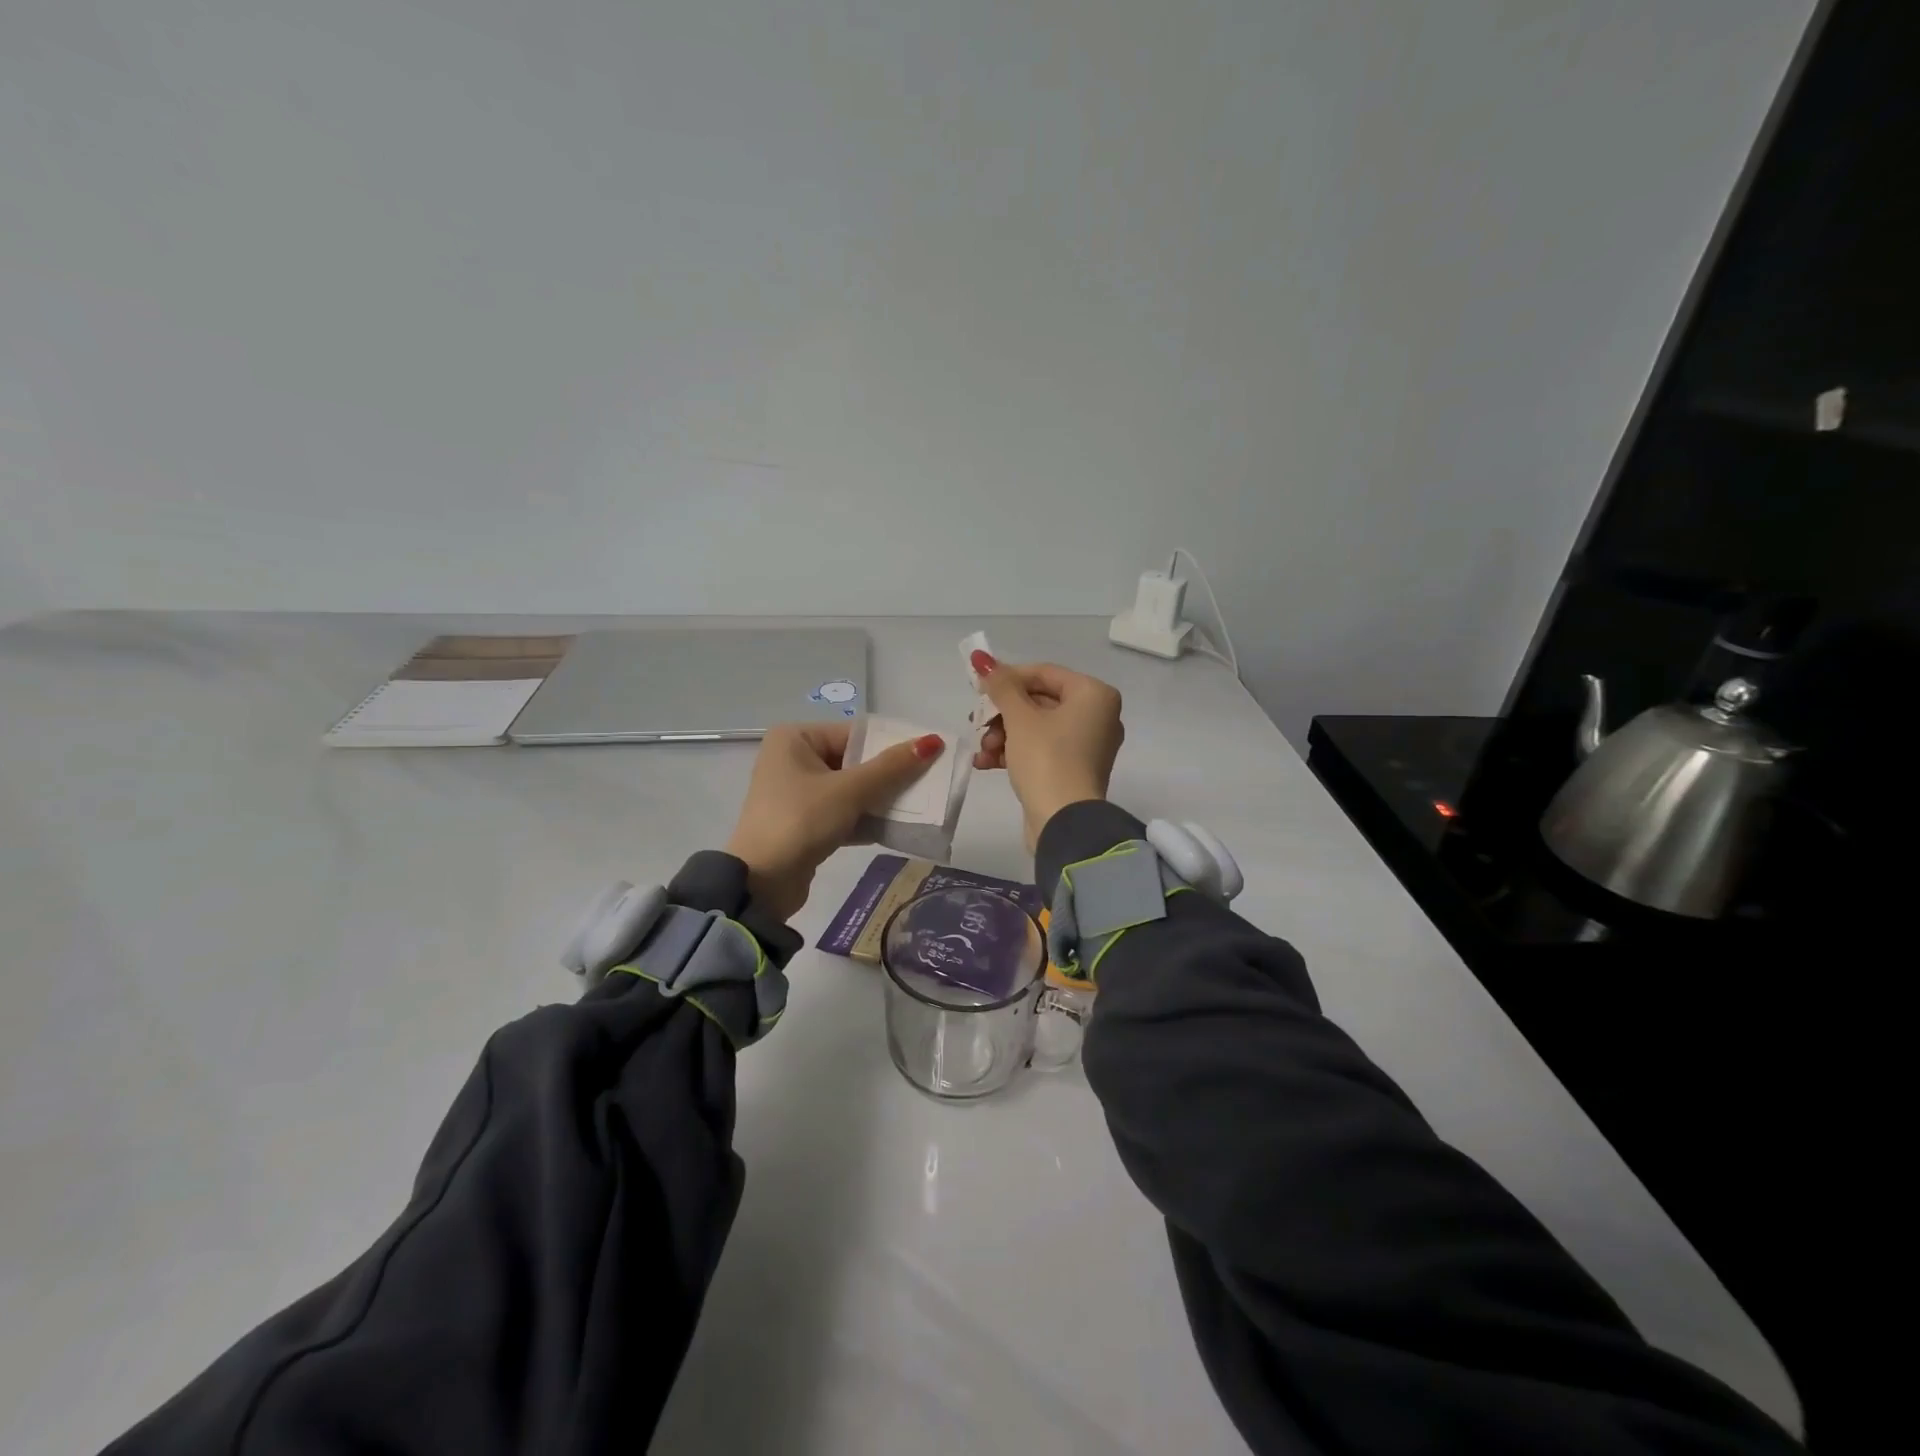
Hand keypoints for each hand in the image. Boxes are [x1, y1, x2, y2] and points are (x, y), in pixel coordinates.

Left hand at [725, 722, 943, 920]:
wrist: (760, 884)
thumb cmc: (801, 821)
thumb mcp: (849, 791)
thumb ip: (892, 767)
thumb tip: (933, 741)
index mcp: (795, 738)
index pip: (855, 734)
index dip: (892, 744)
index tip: (929, 756)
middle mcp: (793, 759)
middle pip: (854, 761)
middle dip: (889, 775)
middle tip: (929, 782)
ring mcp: (797, 793)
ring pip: (851, 789)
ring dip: (881, 799)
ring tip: (920, 805)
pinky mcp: (804, 822)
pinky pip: (843, 812)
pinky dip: (866, 819)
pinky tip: (898, 827)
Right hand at [970, 653, 1123, 849]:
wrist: (1064, 822)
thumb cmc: (1046, 759)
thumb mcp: (1019, 717)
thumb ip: (1000, 686)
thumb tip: (981, 658)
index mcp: (1094, 694)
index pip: (1044, 673)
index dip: (1007, 678)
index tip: (978, 688)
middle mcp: (1098, 715)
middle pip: (1038, 701)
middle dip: (1002, 714)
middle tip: (976, 723)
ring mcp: (1088, 745)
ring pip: (1036, 727)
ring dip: (1003, 735)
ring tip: (983, 750)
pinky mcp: (1074, 769)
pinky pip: (1042, 749)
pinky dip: (1015, 752)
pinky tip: (987, 763)